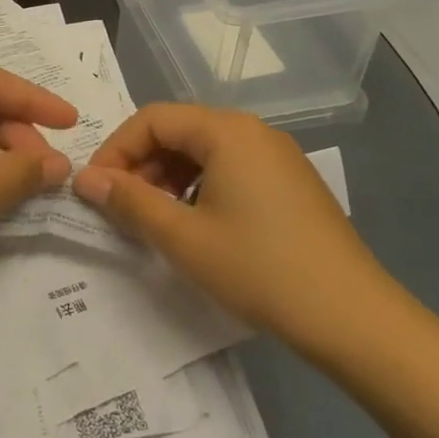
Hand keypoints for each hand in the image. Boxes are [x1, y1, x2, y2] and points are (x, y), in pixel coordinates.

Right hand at [72, 103, 397, 359]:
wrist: (353, 317)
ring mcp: (277, 157)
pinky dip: (200, 188)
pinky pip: (231, 169)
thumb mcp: (183, 238)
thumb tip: (84, 178)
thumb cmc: (260, 269)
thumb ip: (129, 202)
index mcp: (227, 131)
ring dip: (169, 178)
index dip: (116, 149)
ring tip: (156, 220)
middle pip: (179, 130)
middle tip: (122, 207)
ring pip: (204, 152)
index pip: (153, 119)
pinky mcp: (291, 183)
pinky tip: (196, 226)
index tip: (96, 189)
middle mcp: (254, 131)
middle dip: (142, 164)